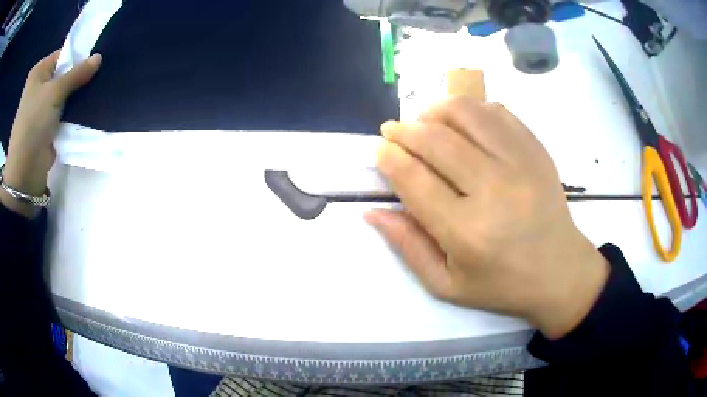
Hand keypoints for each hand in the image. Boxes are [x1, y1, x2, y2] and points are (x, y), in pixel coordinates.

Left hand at [3, 50, 100, 195]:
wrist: (25, 170)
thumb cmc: (34, 123)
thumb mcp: (54, 92)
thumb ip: (77, 74)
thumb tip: (99, 57)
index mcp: (39, 72)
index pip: (63, 54)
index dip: (79, 55)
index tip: (97, 59)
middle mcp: (41, 86)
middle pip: (65, 73)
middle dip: (80, 76)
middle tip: (100, 74)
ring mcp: (44, 107)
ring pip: (66, 94)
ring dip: (79, 94)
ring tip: (97, 90)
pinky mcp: (49, 125)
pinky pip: (65, 111)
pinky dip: (75, 110)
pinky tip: (89, 107)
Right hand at [365, 98, 608, 338]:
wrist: (559, 272)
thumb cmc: (502, 285)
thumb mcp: (446, 284)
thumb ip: (408, 247)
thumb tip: (372, 212)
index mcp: (467, 232)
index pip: (414, 179)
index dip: (389, 157)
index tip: (380, 150)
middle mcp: (494, 190)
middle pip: (436, 140)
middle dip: (404, 130)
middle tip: (392, 131)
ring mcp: (520, 164)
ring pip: (466, 113)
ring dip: (435, 110)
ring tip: (425, 120)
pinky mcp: (536, 151)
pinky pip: (497, 112)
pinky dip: (471, 109)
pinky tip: (462, 122)